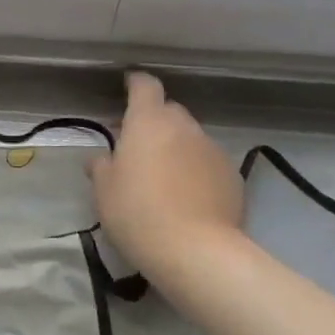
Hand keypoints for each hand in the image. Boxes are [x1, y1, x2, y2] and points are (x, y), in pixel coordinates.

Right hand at [89, 73, 243, 282]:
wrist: (197, 252)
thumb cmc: (138, 213)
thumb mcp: (104, 191)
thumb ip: (102, 167)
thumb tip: (102, 158)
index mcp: (148, 122)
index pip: (145, 86)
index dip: (136, 82)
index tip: (128, 86)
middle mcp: (184, 127)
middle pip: (169, 111)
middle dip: (154, 122)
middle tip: (139, 146)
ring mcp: (212, 149)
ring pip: (191, 138)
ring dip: (177, 147)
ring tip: (165, 177)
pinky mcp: (233, 176)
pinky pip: (209, 163)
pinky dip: (197, 170)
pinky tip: (189, 197)